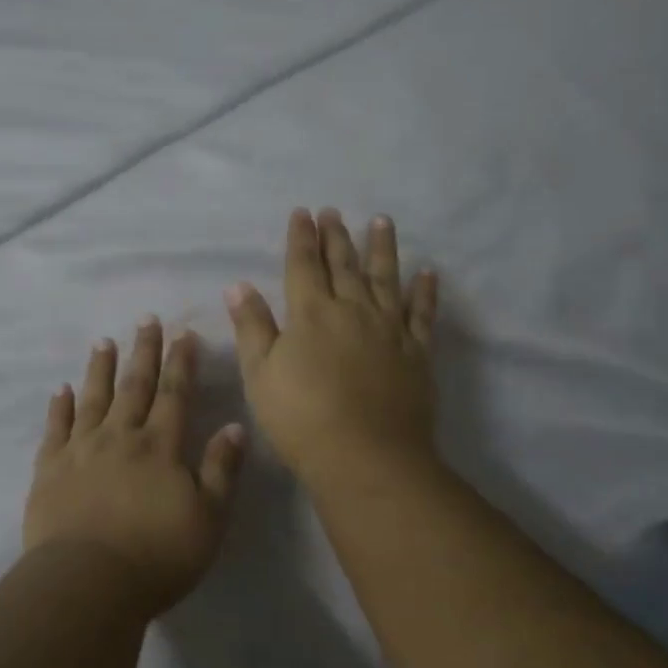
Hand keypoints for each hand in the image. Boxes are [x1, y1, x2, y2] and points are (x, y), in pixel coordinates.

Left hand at [23, 319, 246, 616]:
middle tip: (146, 320)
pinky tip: (60, 390)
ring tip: (103, 342)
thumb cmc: (157, 556)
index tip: (183, 333)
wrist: (88, 582)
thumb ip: (221, 470)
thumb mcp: (209, 518)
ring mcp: (81, 450)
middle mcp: (120, 437)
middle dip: (143, 352)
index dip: (181, 363)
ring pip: (93, 399)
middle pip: (134, 386)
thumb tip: (234, 425)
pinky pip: (55, 428)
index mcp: (160, 447)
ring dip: (100, 369)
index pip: (174, 394)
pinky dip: (59, 407)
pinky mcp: (50, 469)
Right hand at [226, 208, 439, 491]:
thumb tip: (239, 285)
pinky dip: (425, 291)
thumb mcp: (261, 374)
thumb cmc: (301, 418)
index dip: (301, 238)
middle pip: (343, 264)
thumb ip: (252, 327)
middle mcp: (352, 310)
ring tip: (382, 222)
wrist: (365, 456)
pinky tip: (428, 272)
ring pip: (386, 278)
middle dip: (336, 235)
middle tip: (334, 211)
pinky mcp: (416, 351)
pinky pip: (422, 313)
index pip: (303, 265)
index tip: (303, 213)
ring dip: (382, 248)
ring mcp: (389, 328)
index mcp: (310, 314)